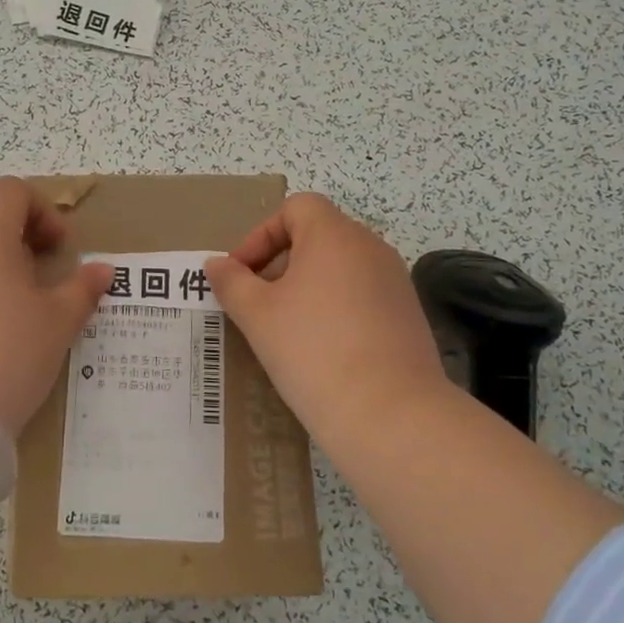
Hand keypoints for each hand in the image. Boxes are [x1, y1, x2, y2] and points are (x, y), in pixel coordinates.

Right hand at [205, 193, 444, 438]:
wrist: (390, 415)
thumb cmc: (313, 350)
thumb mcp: (257, 315)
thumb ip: (232, 282)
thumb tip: (216, 264)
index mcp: (334, 235)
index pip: (296, 208)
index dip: (262, 234)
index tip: (242, 274)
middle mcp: (370, 247)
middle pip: (317, 235)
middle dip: (280, 262)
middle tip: (256, 302)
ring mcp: (394, 281)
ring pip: (340, 267)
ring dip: (306, 286)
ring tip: (284, 328)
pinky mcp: (408, 315)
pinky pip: (362, 295)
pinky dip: (335, 307)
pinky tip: (320, 348)